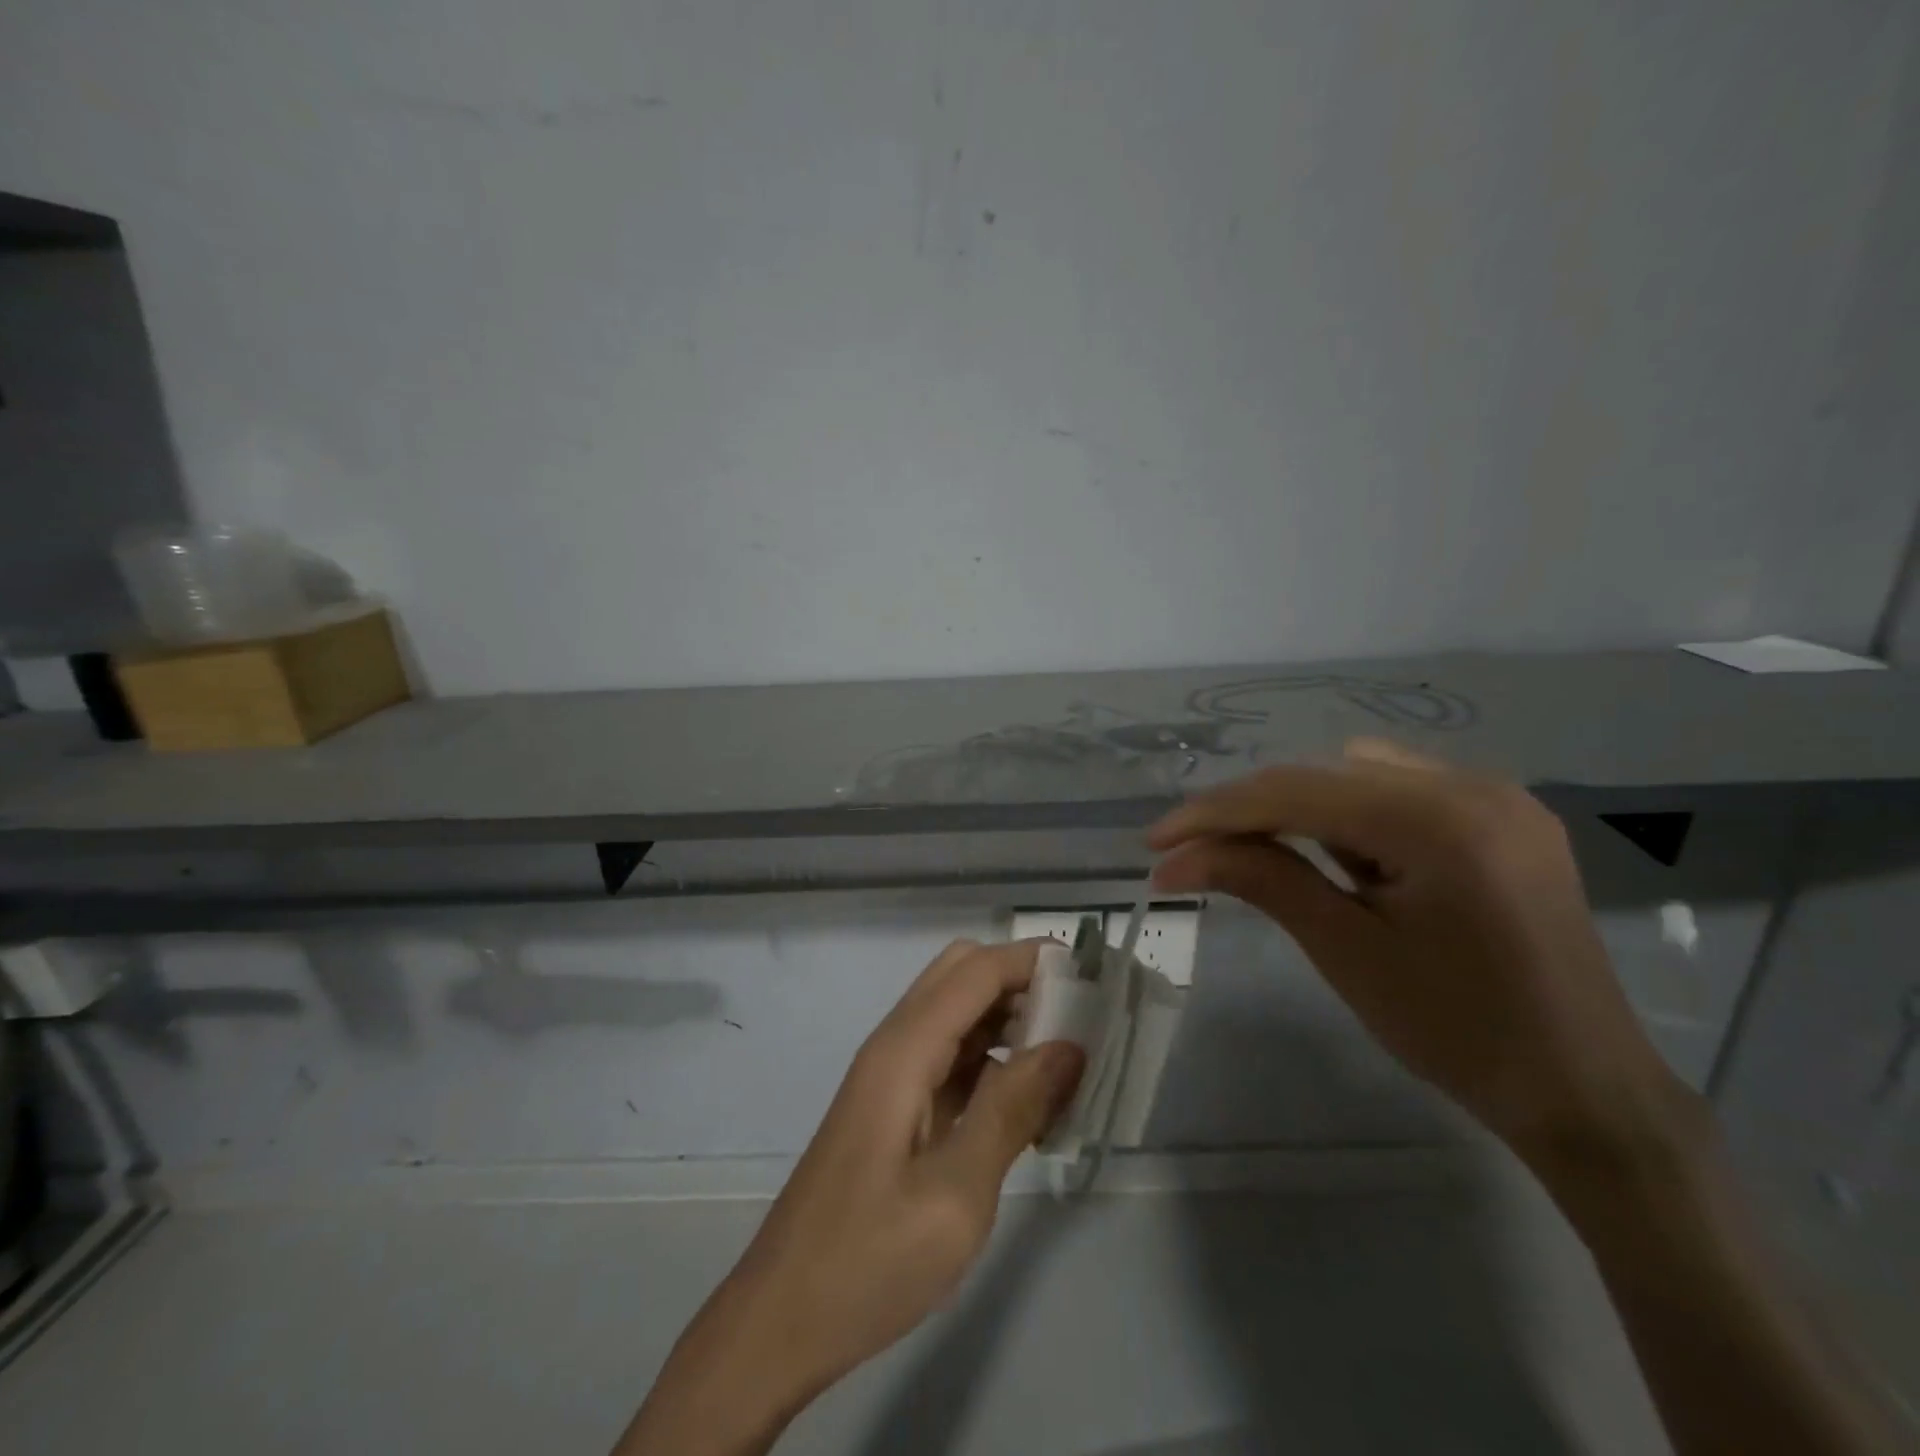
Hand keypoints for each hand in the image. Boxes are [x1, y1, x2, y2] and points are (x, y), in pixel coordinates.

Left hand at [617, 940, 1084, 1455]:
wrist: (781, 1322)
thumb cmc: (869, 1261)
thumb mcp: (957, 1194)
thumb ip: (1013, 1109)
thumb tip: (1069, 1044)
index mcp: (904, 1051)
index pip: (976, 971)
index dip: (1033, 959)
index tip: (1093, 974)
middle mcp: (894, 1045)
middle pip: (961, 975)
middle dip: (1022, 981)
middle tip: (1079, 1020)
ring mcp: (890, 1076)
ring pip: (956, 1013)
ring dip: (1009, 1019)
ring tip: (1067, 1061)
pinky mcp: (892, 1106)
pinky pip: (949, 1056)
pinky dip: (991, 1059)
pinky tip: (1028, 1102)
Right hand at [1149, 739, 1687, 1160]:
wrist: (1586, 1091)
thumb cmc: (1459, 1031)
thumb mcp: (1346, 951)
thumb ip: (1261, 881)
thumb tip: (1176, 858)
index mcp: (1440, 820)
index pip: (1296, 793)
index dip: (1215, 814)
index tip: (1155, 843)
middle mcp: (1472, 784)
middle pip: (1322, 774)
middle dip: (1250, 811)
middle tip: (1193, 853)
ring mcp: (1496, 795)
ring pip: (1356, 774)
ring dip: (1300, 809)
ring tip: (1277, 865)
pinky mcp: (1502, 816)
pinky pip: (1399, 790)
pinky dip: (1350, 815)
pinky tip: (1346, 862)